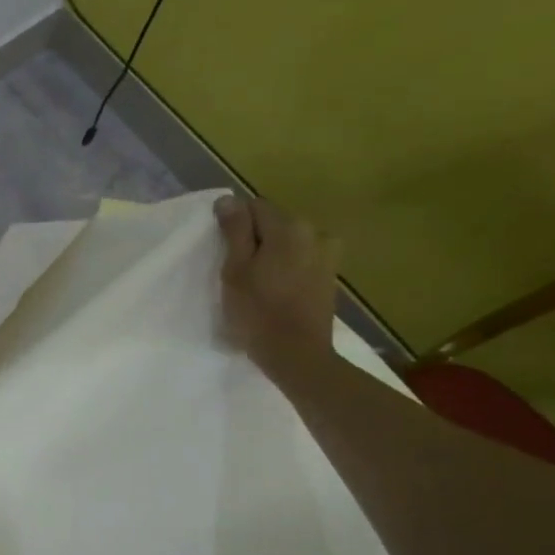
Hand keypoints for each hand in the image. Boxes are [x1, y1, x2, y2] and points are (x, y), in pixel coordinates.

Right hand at [214, 194, 341, 380]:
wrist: (297, 354)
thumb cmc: (258, 313)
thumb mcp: (235, 271)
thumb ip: (235, 232)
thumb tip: (228, 199)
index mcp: (288, 228)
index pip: (254, 207)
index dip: (235, 226)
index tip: (224, 251)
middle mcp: (314, 232)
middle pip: (274, 224)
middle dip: (255, 240)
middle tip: (237, 271)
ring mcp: (327, 254)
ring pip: (289, 243)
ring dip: (273, 255)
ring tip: (259, 283)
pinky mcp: (330, 276)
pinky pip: (302, 260)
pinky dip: (288, 269)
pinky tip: (277, 292)